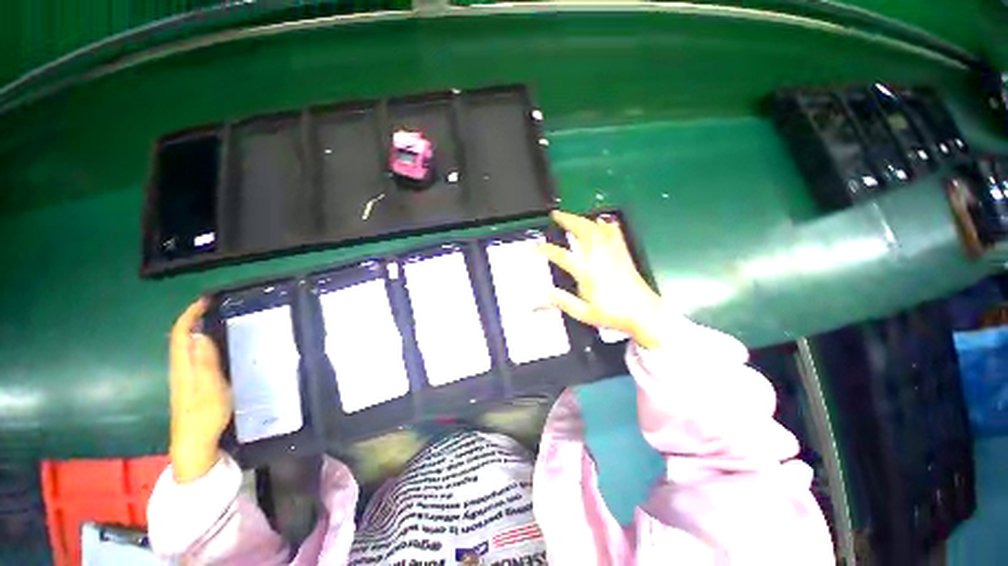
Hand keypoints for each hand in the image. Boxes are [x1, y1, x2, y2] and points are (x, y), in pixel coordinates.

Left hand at [169, 298, 231, 482]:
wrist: (194, 444)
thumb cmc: (203, 416)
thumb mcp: (209, 389)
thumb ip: (204, 363)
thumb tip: (199, 334)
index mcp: (183, 366)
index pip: (180, 333)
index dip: (189, 314)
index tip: (205, 300)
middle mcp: (180, 368)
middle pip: (179, 337)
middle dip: (192, 317)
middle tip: (212, 306)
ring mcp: (184, 377)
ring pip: (184, 345)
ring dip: (195, 328)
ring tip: (214, 319)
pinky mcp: (190, 384)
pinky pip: (191, 355)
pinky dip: (199, 342)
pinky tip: (212, 345)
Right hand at [540, 211, 663, 348]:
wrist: (644, 314)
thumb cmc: (613, 314)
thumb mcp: (583, 313)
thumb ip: (562, 301)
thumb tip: (546, 292)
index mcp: (587, 272)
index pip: (562, 255)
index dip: (546, 249)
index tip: (536, 247)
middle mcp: (600, 258)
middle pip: (583, 231)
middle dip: (568, 219)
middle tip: (556, 214)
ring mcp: (613, 254)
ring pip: (597, 228)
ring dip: (583, 219)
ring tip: (573, 216)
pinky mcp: (623, 254)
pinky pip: (614, 233)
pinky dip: (605, 224)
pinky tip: (602, 221)